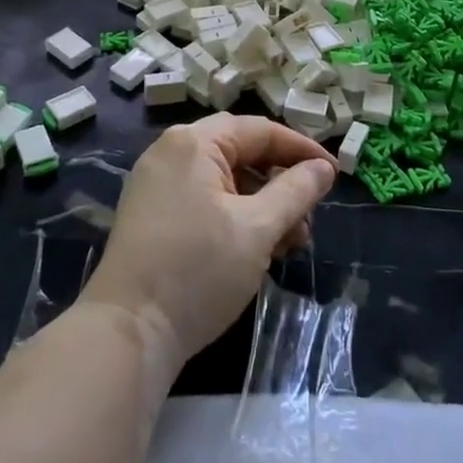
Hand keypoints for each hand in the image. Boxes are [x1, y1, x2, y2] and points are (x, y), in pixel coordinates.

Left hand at [82, 115, 336, 371]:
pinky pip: (204, 200)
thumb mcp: (257, 229)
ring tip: (290, 244)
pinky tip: (257, 250)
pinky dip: (235, 216)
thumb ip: (296, 192)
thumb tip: (323, 168)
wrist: (128, 331)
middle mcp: (171, 152)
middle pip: (240, 152)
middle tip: (310, 214)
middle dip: (280, 182)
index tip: (334, 175)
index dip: (301, 150)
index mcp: (194, 142)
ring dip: (262, 204)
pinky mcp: (151, 214)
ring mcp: (156, 184)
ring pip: (224, 180)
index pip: (260, 130)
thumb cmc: (198, 271)